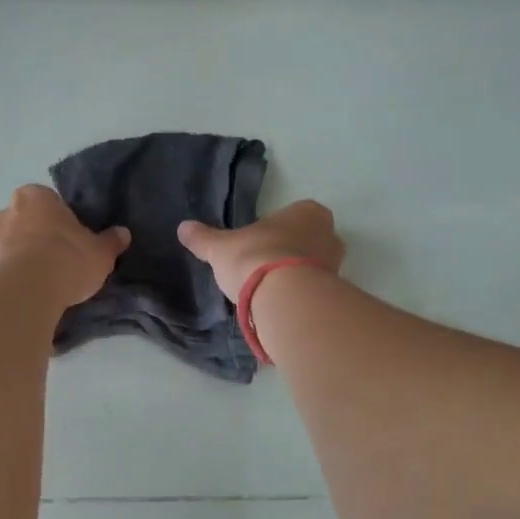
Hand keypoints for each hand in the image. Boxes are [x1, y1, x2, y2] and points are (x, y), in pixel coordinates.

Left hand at [0, 185, 129, 309]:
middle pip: (27, 219)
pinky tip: (30, 290)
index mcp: (36, 195)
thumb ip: (111, 241)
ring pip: (12, 243)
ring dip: (24, 254)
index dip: (60, 217)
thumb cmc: (68, 258)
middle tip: (59, 255)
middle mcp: (9, 211)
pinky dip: (14, 275)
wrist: (29, 290)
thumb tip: (123, 233)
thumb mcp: (101, 252)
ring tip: (45, 278)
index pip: (48, 199)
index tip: (72, 235)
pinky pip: (4, 266)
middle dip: (38, 233)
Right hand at [177, 199, 345, 302]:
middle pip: (309, 240)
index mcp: (308, 212)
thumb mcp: (220, 247)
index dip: (278, 228)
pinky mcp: (334, 295)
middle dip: (291, 251)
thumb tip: (183, 228)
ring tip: (270, 291)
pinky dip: (300, 297)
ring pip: (314, 267)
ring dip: (297, 276)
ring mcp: (336, 266)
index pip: (296, 214)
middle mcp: (329, 234)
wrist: (284, 299)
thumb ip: (203, 238)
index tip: (260, 242)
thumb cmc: (255, 258)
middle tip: (265, 266)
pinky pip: (315, 292)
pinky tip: (280, 306)